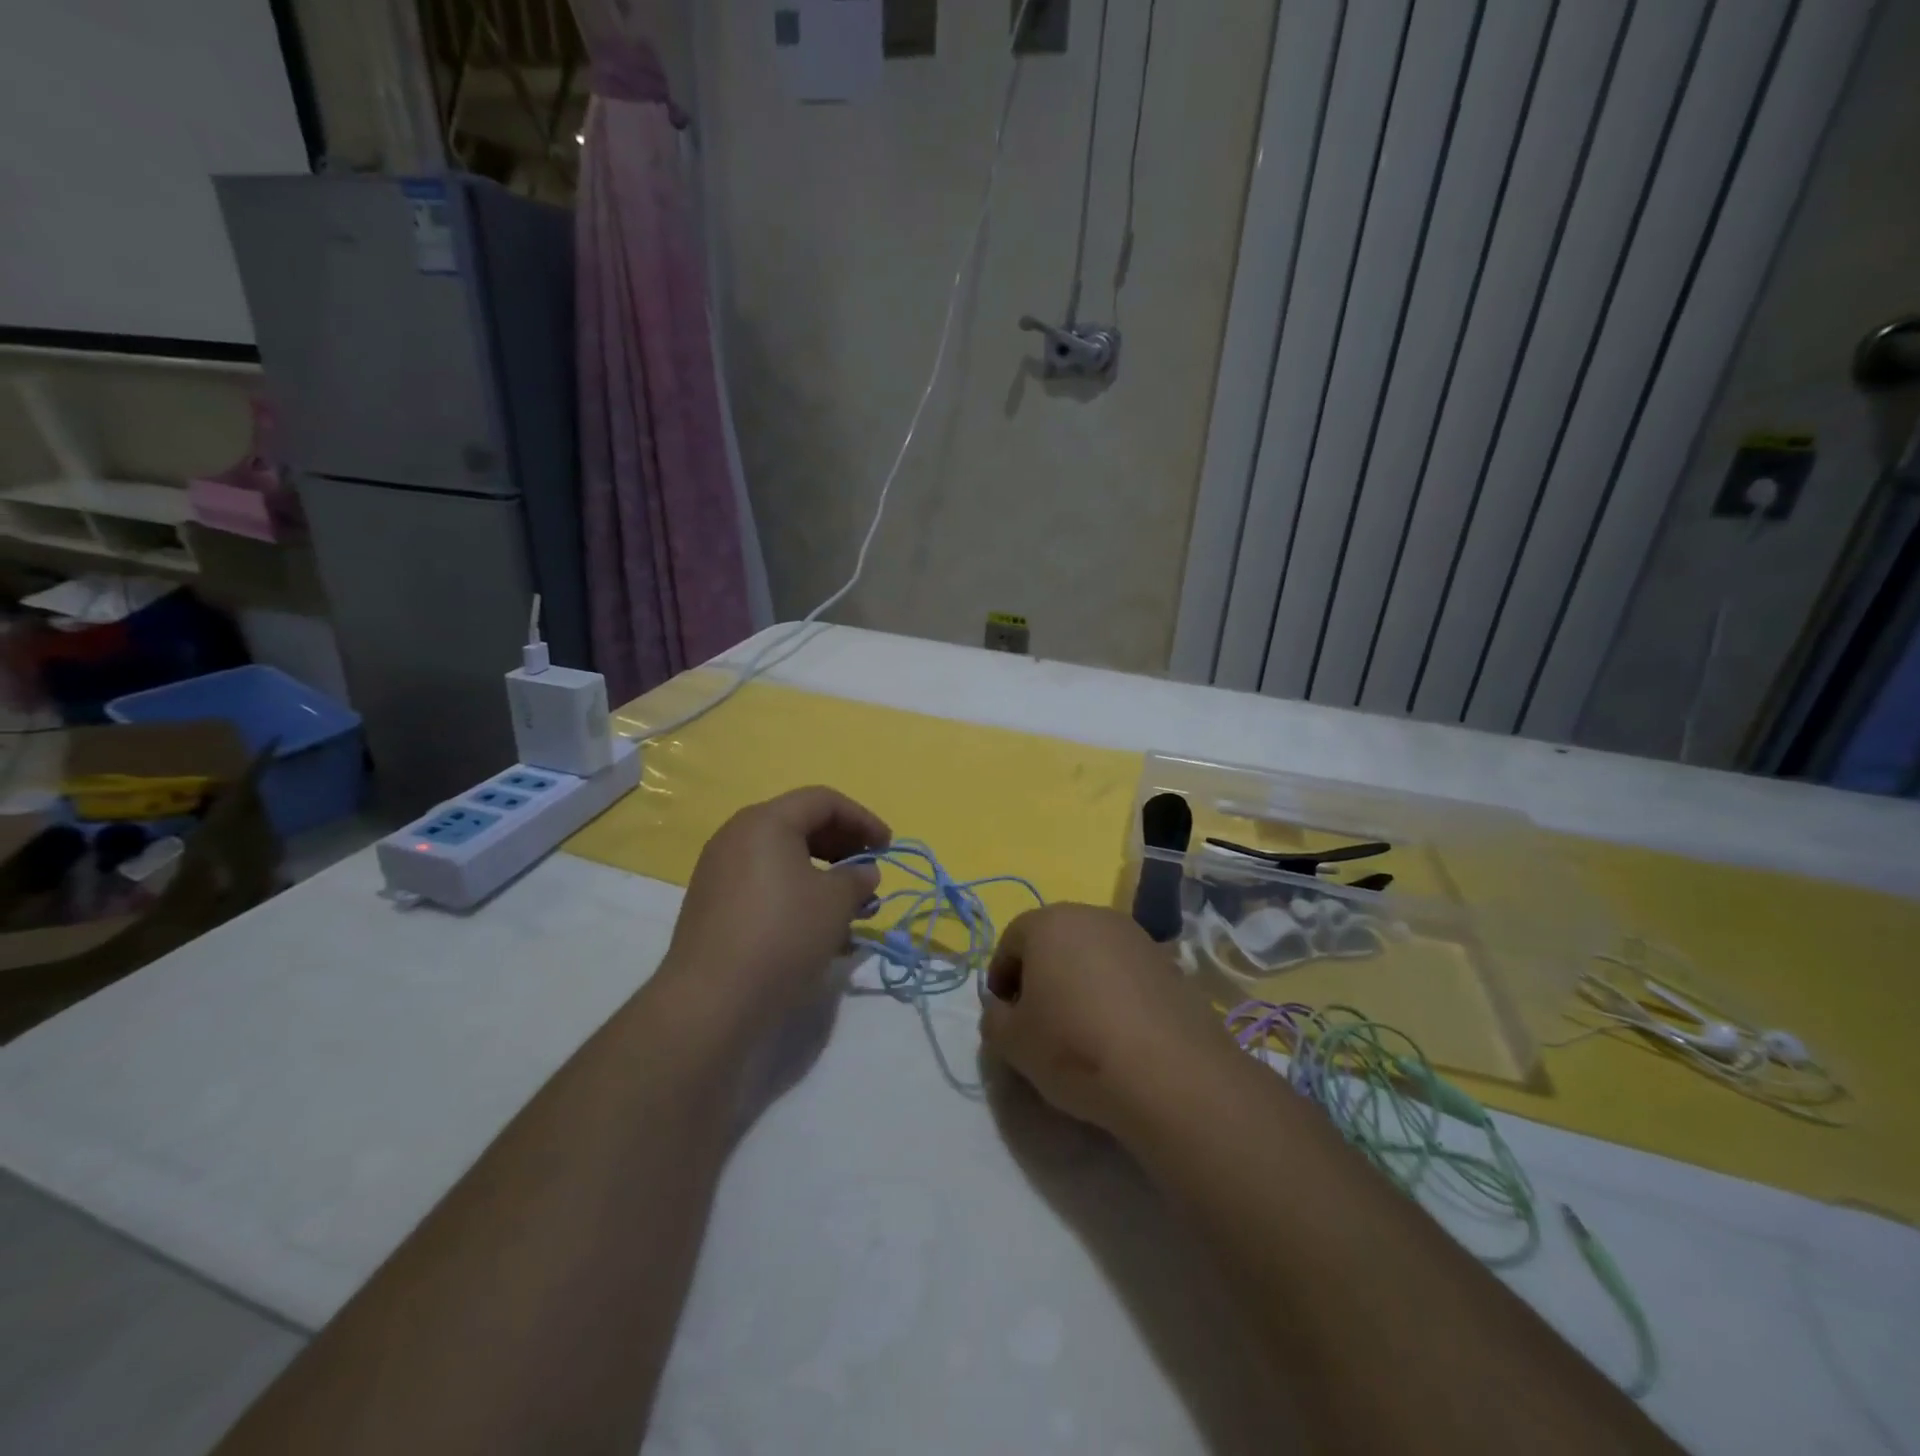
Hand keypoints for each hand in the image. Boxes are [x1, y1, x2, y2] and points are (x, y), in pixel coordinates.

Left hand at [660, 787, 889, 1026]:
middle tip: (869, 873)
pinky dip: (796, 894)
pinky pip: (764, 884)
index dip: (862, 819)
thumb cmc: (783, 935)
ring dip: (822, 876)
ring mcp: (720, 871)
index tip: (887, 848)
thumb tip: (863, 872)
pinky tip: (818, 928)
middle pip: (800, 825)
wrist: (711, 1000)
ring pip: (783, 859)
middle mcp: (737, 836)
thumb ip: (857, 878)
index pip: (823, 801)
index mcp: (766, 822)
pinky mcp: (713, 904)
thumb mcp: (835, 903)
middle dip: (842, 847)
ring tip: (850, 908)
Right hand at [979, 904, 1236, 1137]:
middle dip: (1041, 974)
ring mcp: (1136, 937)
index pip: (1011, 940)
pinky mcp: (1169, 963)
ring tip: (1081, 1028)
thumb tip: (1002, 1009)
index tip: (1004, 1015)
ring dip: (1080, 981)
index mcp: (1050, 923)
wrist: (1169, 1074)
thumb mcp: (1012, 1042)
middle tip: (1039, 1019)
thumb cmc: (1075, 1047)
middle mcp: (1094, 916)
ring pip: (1093, 954)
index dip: (1000, 977)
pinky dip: (1115, 993)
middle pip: (1054, 940)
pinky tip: (1118, 1033)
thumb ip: (994, 1018)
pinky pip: (1126, 972)